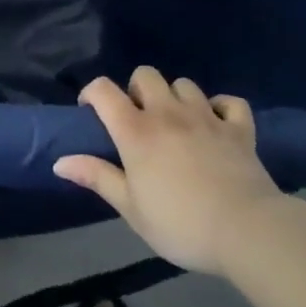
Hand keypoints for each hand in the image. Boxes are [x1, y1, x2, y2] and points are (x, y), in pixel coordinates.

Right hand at [53, 66, 291, 275]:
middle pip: (145, 75)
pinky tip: (217, 125)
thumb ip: (97, 177)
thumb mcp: (131, 208)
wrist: (246, 231)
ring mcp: (206, 116)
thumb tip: (59, 161)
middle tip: (139, 120)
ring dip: (176, 98)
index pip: (103, 90)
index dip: (91, 93)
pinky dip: (221, 108)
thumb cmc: (180, 224)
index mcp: (136, 130)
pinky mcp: (238, 128)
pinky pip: (229, 102)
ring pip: (184, 84)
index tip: (91, 113)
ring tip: (177, 124)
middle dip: (137, 90)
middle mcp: (167, 113)